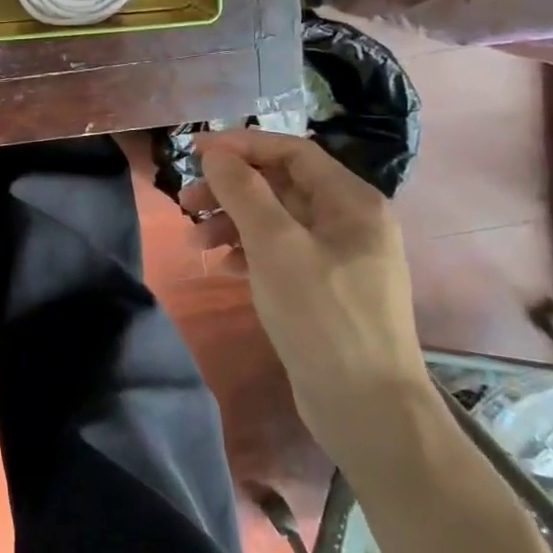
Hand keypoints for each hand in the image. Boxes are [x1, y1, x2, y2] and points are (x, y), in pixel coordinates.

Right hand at [183, 129, 427, 447]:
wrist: (366, 407)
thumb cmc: (322, 315)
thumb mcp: (276, 246)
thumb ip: (244, 192)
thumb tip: (216, 152)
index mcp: (352, 202)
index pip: (291, 151)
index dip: (241, 145)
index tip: (194, 151)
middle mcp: (349, 222)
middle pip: (281, 184)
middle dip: (230, 189)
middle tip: (185, 203)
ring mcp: (339, 257)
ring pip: (275, 219)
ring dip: (232, 221)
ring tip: (196, 243)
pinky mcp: (324, 287)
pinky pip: (280, 251)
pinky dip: (248, 250)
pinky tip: (224, 266)